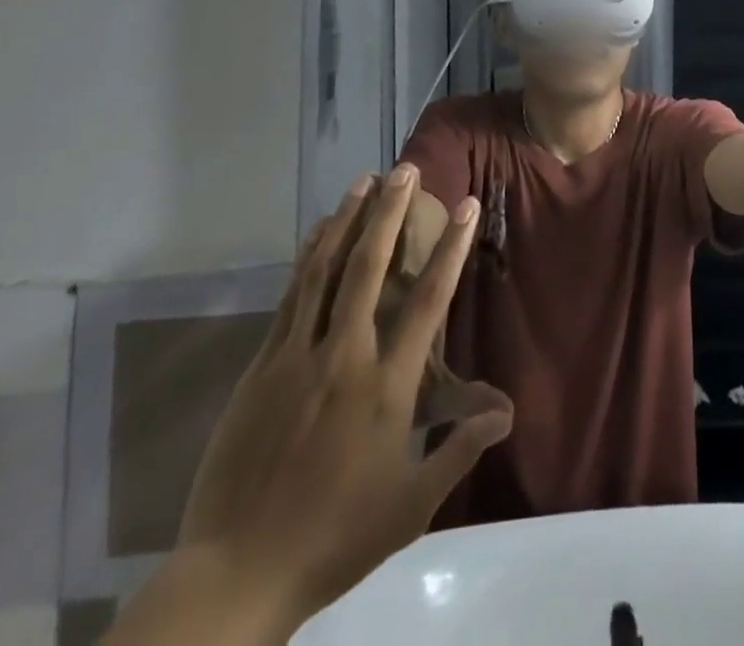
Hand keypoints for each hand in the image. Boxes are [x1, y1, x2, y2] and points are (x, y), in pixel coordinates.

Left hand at [175, 166, 512, 624]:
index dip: (450, 248)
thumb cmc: (335, 536)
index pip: (427, 301)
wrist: (237, 573)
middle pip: (368, 268)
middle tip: (404, 169)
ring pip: (324, 272)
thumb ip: (459, 449)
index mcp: (386, 386)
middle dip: (390, 213)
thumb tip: (506, 412)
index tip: (465, 205)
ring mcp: (297, 357)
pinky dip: (307, 258)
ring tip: (362, 181)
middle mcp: (344, 356)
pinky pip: (290, 298)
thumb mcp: (411, 505)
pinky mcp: (261, 367)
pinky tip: (316, 233)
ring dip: (346, 221)